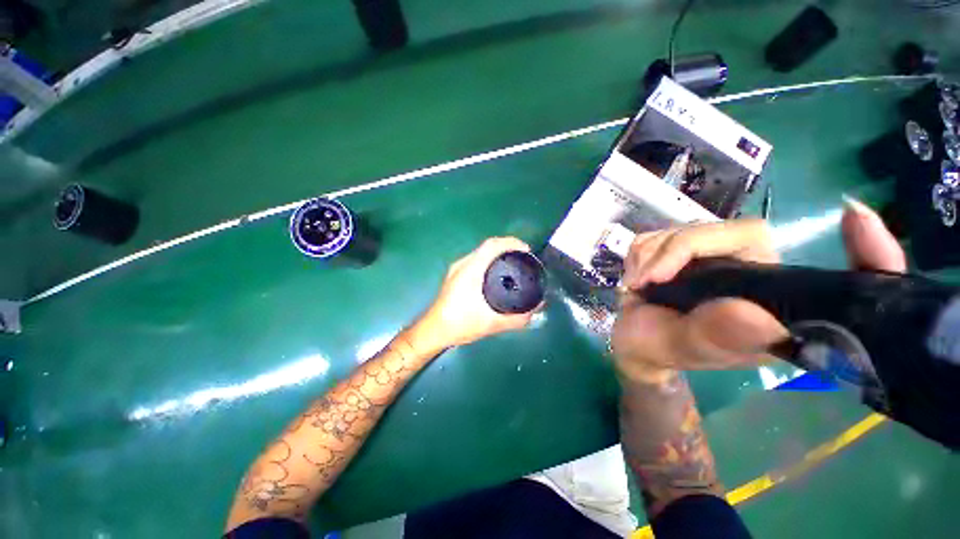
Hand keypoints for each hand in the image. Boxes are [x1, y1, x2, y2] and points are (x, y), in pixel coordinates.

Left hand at [419, 237, 539, 348]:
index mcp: (471, 270)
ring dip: (498, 253)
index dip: (511, 242)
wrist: (433, 330)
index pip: (492, 245)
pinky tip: (497, 274)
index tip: (526, 250)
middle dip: (508, 247)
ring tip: (514, 264)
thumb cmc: (460, 324)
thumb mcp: (492, 324)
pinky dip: (489, 261)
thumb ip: (516, 319)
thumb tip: (536, 309)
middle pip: (488, 246)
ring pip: (481, 252)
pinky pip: (476, 260)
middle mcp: (463, 264)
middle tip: (524, 258)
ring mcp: (457, 269)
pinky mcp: (455, 275)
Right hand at [611, 198, 906, 380]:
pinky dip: (638, 253)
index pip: (819, 271)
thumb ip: (716, 335)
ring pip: (684, 229)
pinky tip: (635, 277)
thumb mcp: (686, 349)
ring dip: (650, 255)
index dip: (861, 251)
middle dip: (676, 251)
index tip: (855, 218)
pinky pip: (657, 234)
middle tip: (646, 280)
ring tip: (637, 285)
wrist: (634, 342)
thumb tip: (756, 314)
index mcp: (770, 303)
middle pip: (727, 232)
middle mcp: (749, 272)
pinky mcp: (679, 249)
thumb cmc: (663, 350)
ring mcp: (712, 257)